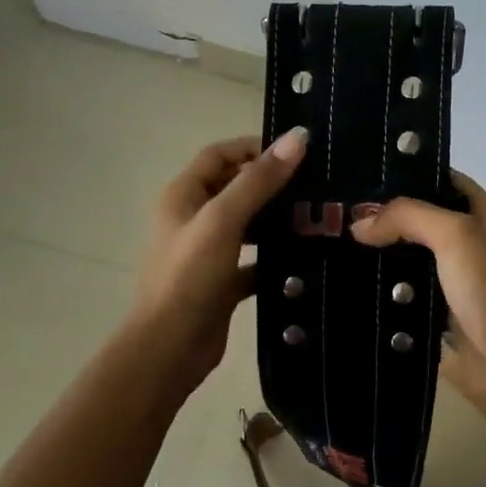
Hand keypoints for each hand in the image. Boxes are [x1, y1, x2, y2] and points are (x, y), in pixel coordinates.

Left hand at [128, 128, 306, 394]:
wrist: (169, 350)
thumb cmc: (190, 276)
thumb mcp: (223, 220)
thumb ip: (259, 180)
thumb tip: (298, 137)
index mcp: (183, 195)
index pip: (219, 155)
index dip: (253, 147)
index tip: (295, 152)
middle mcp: (192, 219)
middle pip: (235, 187)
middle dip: (272, 184)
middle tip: (315, 185)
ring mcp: (207, 252)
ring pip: (247, 224)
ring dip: (276, 220)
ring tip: (316, 218)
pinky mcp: (222, 282)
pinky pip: (253, 261)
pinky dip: (275, 257)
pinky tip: (305, 258)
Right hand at [350, 173, 485, 428]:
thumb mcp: (455, 235)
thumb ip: (407, 217)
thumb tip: (359, 225)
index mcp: (483, 211)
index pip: (439, 178)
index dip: (404, 173)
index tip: (360, 174)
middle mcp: (468, 238)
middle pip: (418, 216)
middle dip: (382, 214)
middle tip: (336, 212)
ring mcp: (452, 276)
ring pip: (406, 254)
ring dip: (377, 252)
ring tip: (330, 242)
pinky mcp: (437, 309)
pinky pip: (402, 289)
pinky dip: (380, 286)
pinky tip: (348, 279)